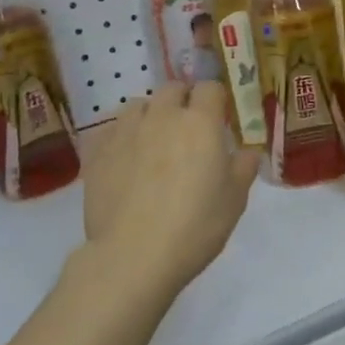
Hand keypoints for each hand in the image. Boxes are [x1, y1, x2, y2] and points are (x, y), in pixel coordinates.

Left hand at [82, 82, 259, 295]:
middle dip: (182, 100)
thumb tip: (247, 152)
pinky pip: (110, 129)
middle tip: (188, 128)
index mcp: (200, 122)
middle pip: (172, 89)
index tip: (219, 117)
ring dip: (150, 114)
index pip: (210, 88)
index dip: (215, 99)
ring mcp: (125, 131)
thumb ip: (243, 167)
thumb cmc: (195, 226)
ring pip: (138, 105)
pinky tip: (124, 157)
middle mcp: (162, 116)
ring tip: (153, 140)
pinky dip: (121, 135)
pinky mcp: (97, 151)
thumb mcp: (235, 200)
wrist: (133, 256)